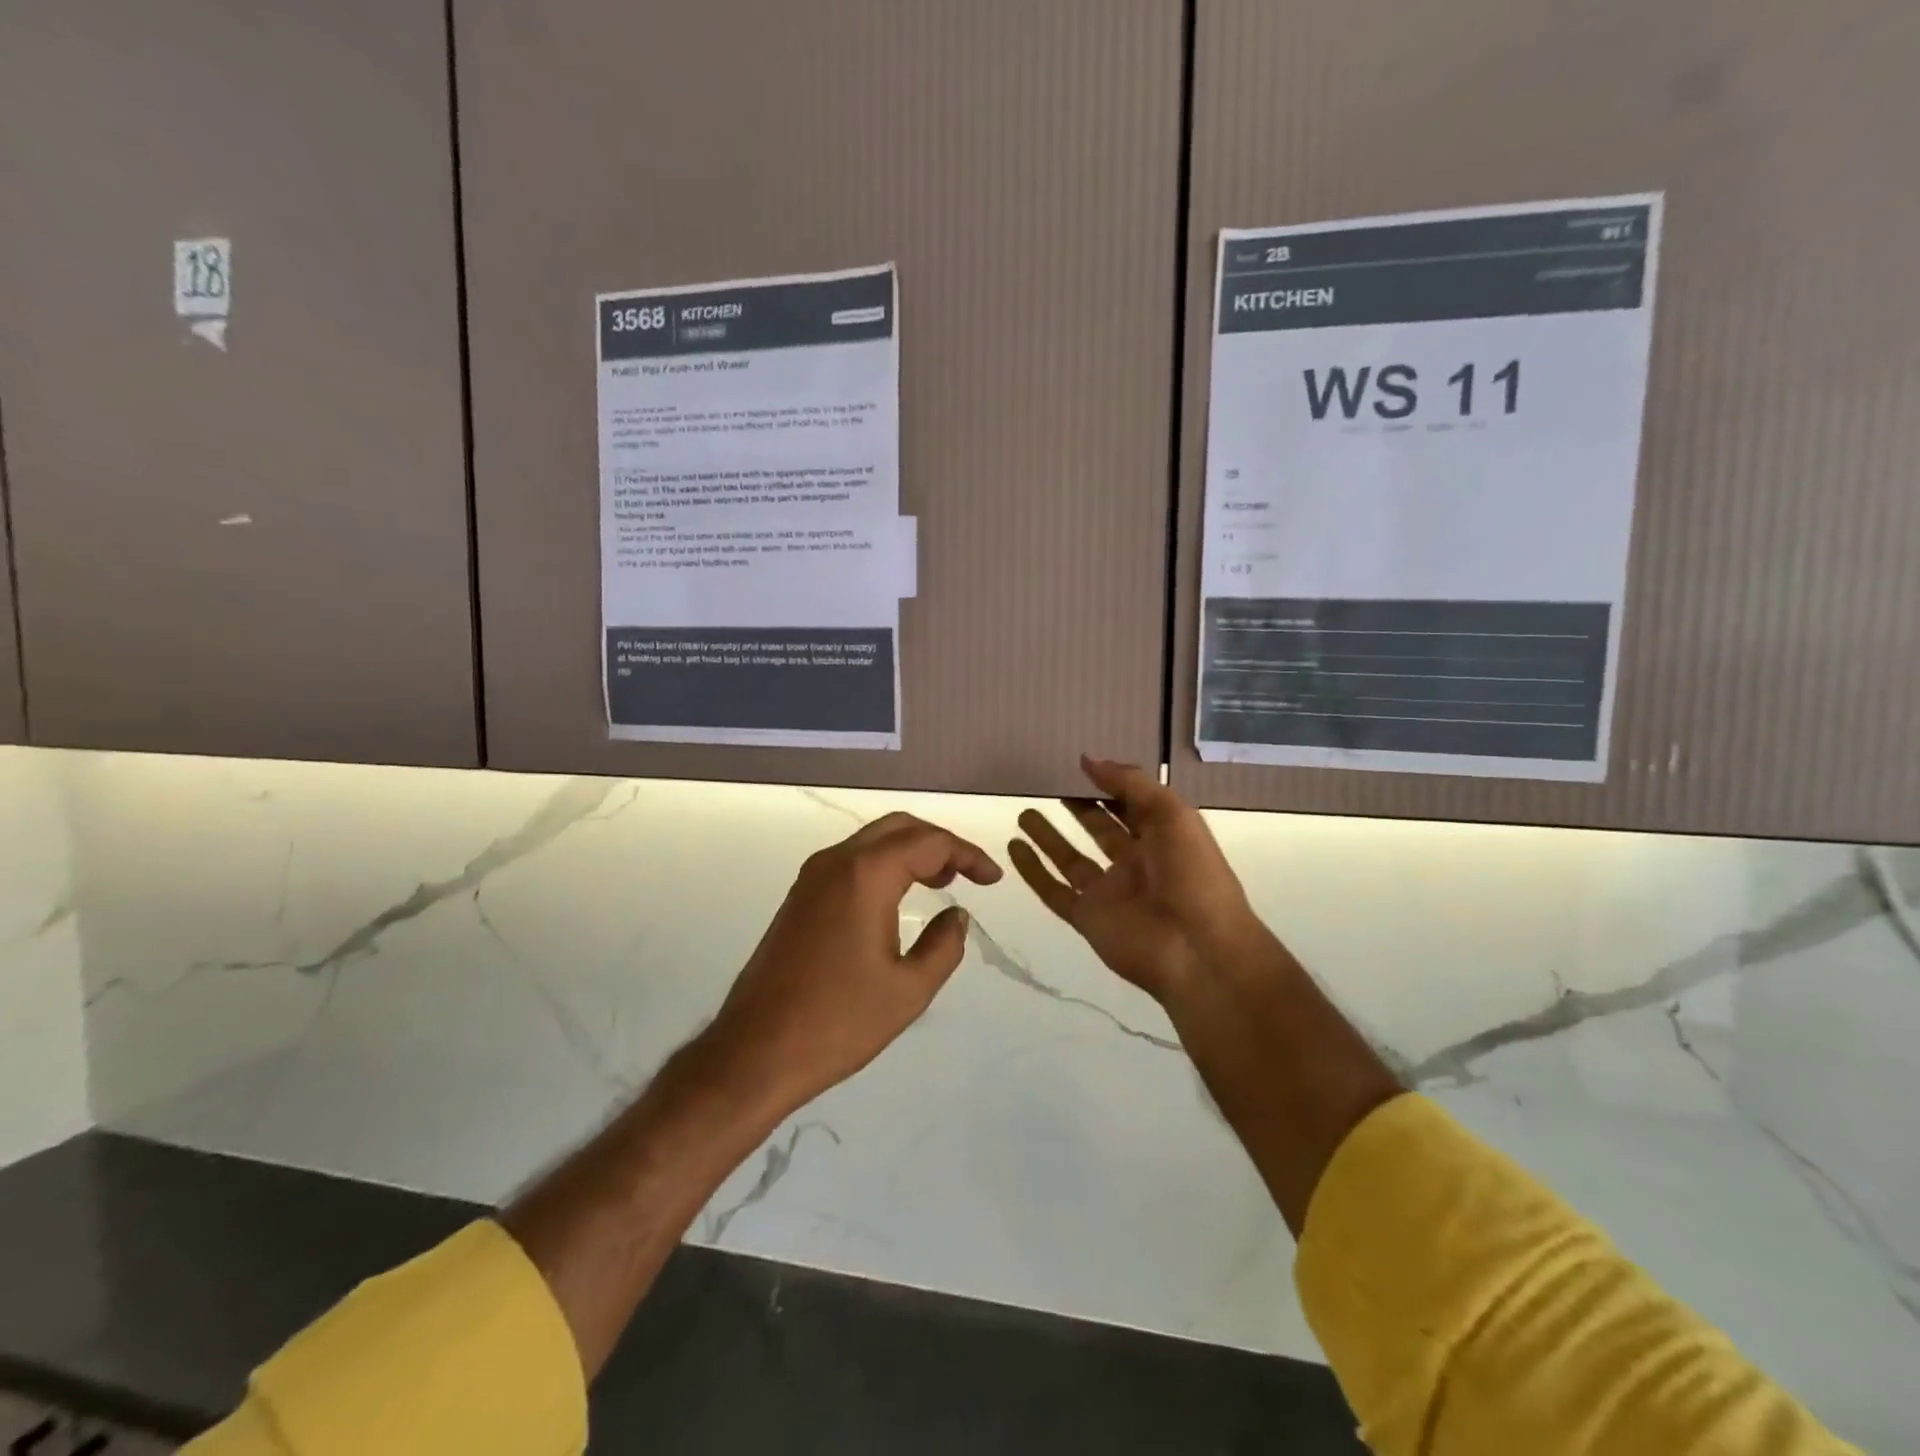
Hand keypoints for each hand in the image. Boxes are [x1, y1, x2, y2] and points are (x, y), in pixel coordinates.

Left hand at [706, 812, 1001, 1113]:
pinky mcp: (799, 897)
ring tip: (942, 881)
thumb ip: (944, 945)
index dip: (968, 854)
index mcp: (866, 875)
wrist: (756, 1051)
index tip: (993, 879)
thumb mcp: (909, 990)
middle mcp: (836, 862)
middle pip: (898, 828)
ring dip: (910, 851)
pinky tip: (898, 896)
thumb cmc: (839, 1022)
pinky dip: (883, 865)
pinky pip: (851, 861)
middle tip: (968, 873)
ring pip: (871, 841)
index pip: (929, 842)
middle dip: (939, 843)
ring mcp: (812, 877)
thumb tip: (957, 916)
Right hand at [1009, 756, 1266, 1005]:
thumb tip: (1088, 759)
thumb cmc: (1193, 874)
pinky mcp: (1087, 918)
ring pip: (1072, 860)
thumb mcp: (1172, 814)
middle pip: (1100, 830)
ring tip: (1024, 812)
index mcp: (1163, 838)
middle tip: (1048, 785)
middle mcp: (1135, 863)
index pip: (1131, 805)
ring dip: (1049, 838)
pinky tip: (1014, 848)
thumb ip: (1131, 783)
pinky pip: (1054, 891)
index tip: (1079, 766)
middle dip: (1079, 809)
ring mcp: (1109, 893)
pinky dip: (1033, 871)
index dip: (1109, 785)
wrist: (1197, 950)